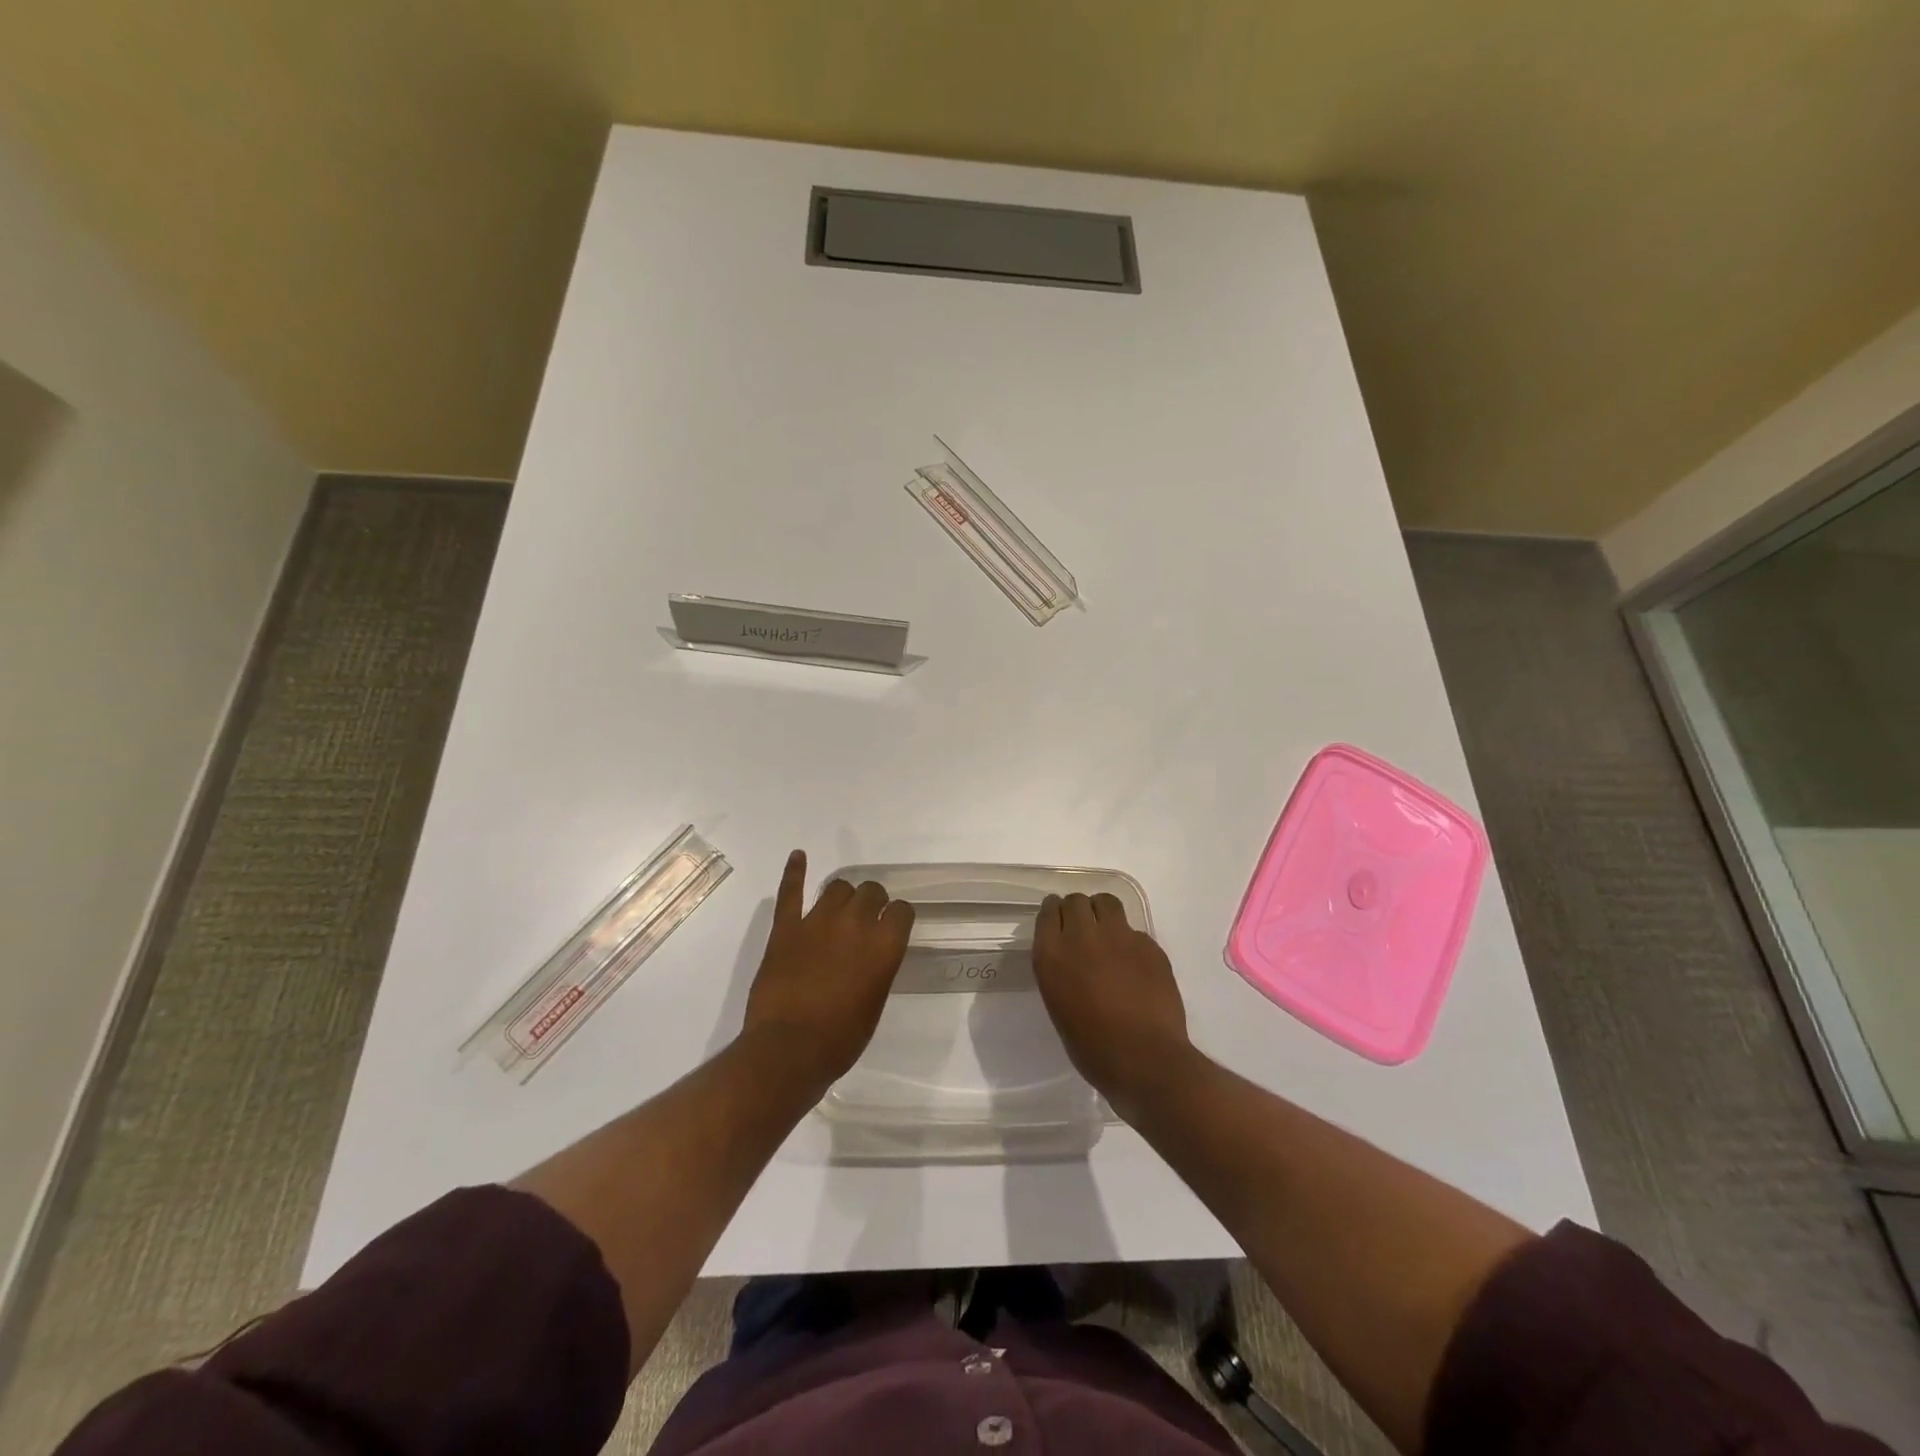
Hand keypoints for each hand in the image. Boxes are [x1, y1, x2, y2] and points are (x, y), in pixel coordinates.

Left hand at [740, 850, 914, 1089]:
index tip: (893, 927)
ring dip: (843, 896)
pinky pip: (791, 892)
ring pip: (837, 887)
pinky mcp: (786, 928)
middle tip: (866, 921)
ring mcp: (818, 921)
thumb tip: (873, 954)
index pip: (902, 911)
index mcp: (884, 946)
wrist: (788, 1050)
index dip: (898, 918)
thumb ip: (878, 968)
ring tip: (839, 908)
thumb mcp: (874, 1004)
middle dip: (873, 902)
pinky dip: (794, 872)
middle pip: (871, 891)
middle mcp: (856, 924)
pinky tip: (799, 856)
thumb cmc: (840, 1039)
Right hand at [1031, 892, 1192, 1112]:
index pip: (1048, 912)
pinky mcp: (1148, 945)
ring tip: (1107, 932)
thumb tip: (1071, 961)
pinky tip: (1134, 963)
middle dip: (1077, 910)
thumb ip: (1060, 973)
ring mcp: (1119, 937)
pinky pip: (1134, 930)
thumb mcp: (1059, 1007)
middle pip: (1076, 901)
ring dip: (1102, 912)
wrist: (1145, 1059)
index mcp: (1052, 955)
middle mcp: (1082, 937)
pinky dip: (1130, 940)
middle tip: (1083, 928)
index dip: (1054, 913)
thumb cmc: (1092, 1048)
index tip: (1058, 921)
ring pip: (1106, 902)